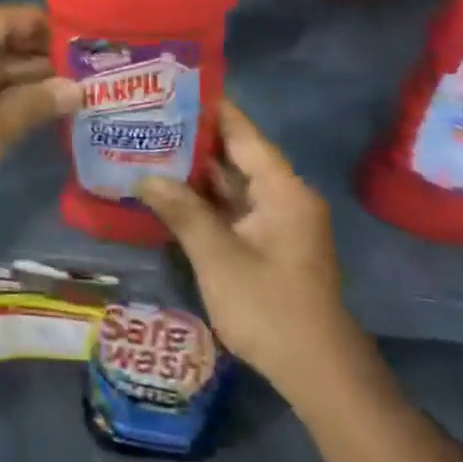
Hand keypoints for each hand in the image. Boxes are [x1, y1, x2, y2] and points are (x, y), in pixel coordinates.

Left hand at [0, 5, 78, 239]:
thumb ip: (31, 107)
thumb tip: (76, 88)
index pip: (4, 17)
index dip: (46, 27)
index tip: (86, 41)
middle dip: (40, 56)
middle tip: (90, 70)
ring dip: (24, 78)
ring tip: (77, 88)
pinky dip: (1, 93)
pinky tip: (39, 105)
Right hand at [139, 99, 347, 385]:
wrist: (318, 374)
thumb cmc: (270, 308)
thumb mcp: (218, 257)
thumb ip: (182, 211)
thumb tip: (144, 177)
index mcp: (283, 189)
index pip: (243, 132)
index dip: (209, 107)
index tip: (171, 87)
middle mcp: (284, 196)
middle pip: (236, 154)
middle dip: (193, 138)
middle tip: (148, 119)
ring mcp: (278, 222)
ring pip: (233, 183)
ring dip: (196, 171)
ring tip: (150, 147)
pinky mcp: (269, 244)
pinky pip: (234, 208)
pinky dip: (205, 199)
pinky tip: (169, 192)